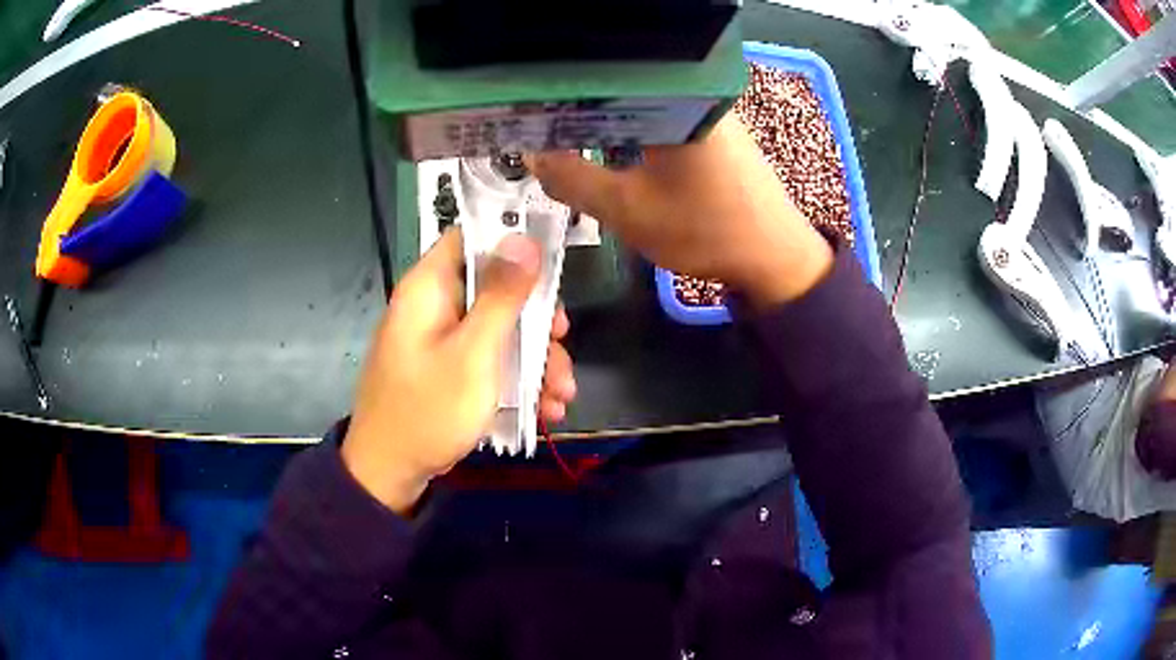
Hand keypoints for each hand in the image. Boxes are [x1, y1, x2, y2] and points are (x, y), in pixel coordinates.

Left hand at [341, 229, 577, 513]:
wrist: (391, 473)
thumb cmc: (429, 410)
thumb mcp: (474, 354)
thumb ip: (501, 296)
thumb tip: (524, 238)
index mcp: (429, 287)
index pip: (471, 237)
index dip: (512, 242)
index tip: (552, 265)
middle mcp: (434, 305)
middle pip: (495, 288)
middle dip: (536, 319)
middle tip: (563, 342)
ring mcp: (441, 339)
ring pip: (499, 328)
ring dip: (535, 359)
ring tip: (561, 396)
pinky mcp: (448, 368)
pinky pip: (488, 358)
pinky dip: (517, 378)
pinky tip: (545, 408)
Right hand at [528, 114, 833, 308]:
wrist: (773, 257)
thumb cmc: (704, 232)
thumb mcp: (627, 210)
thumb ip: (572, 179)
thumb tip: (532, 153)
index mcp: (672, 99)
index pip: (600, 78)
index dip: (559, 95)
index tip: (530, 114)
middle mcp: (691, 92)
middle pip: (620, 86)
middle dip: (578, 107)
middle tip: (542, 128)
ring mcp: (706, 107)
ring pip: (640, 101)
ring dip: (605, 119)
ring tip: (567, 135)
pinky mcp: (713, 126)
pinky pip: (661, 115)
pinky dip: (632, 128)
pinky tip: (613, 145)